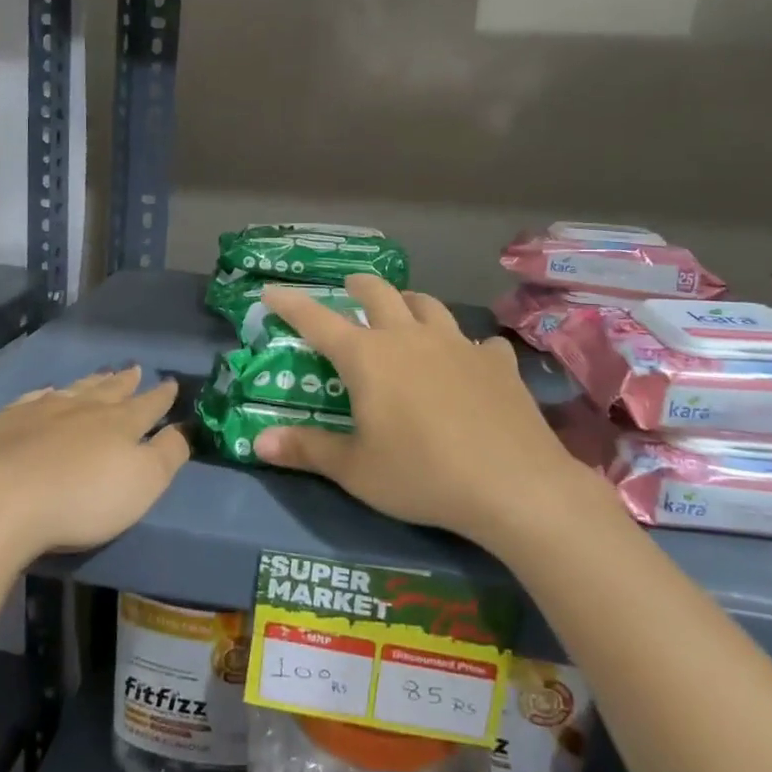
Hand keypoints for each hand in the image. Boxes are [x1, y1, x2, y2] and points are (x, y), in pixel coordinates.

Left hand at [0, 368, 188, 565]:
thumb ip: (168, 454)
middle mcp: (82, 408)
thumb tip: (185, 428)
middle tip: (135, 369)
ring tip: (100, 375)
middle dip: (125, 382)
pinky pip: (31, 399)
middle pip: (109, 390)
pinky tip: (44, 393)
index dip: (162, 396)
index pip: (148, 405)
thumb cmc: (81, 498)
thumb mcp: (142, 483)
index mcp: (119, 423)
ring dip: (90, 382)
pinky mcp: (2, 424)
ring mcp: (40, 411)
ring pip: (73, 389)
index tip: (171, 383)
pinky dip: (44, 394)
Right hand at [255, 276, 576, 549]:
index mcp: (368, 357)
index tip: (271, 291)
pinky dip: (467, 346)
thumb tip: (258, 441)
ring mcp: (457, 344)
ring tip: (405, 311)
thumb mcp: (356, 470)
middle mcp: (409, 337)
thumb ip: (307, 450)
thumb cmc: (421, 475)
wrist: (512, 484)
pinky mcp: (496, 362)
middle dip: (358, 287)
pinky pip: (478, 342)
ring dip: (410, 303)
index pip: (317, 320)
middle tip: (350, 289)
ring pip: (428, 305)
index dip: (291, 304)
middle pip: (379, 294)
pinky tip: (472, 360)